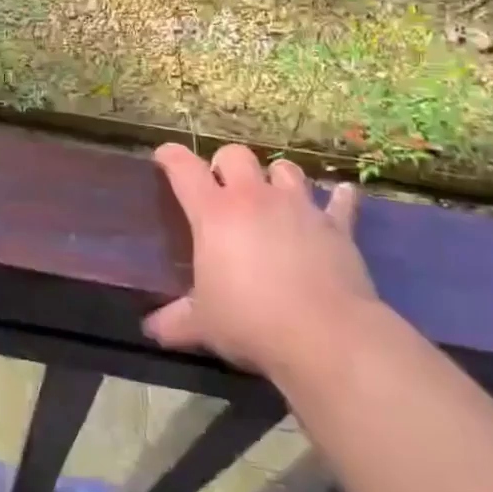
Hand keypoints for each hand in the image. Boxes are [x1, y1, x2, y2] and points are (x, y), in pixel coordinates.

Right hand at [144, 143, 377, 382]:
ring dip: (276, 177)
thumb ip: (174, 321)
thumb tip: (151, 329)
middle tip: (223, 187)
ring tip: (273, 195)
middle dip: (226, 164)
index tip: (163, 157)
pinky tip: (341, 197)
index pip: (183, 167)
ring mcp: (298, 207)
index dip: (170, 156)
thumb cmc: (251, 322)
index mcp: (214, 213)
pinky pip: (340, 202)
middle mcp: (254, 198)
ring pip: (285, 168)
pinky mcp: (336, 226)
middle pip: (236, 155)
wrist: (325, 337)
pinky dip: (339, 199)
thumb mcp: (203, 325)